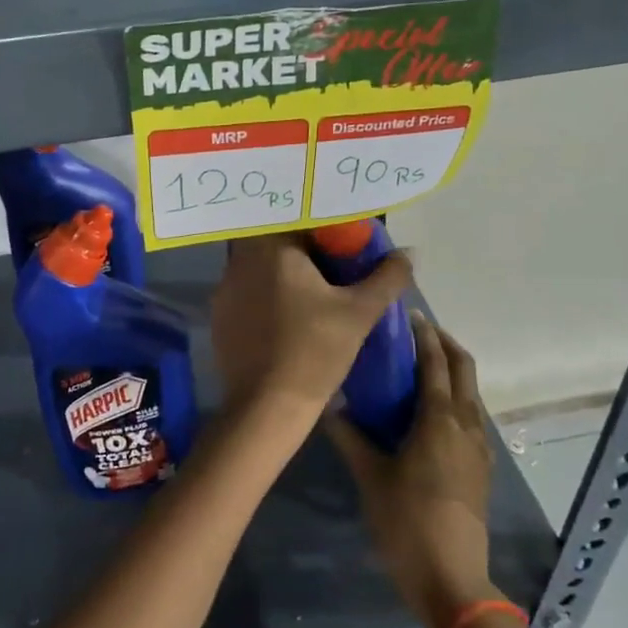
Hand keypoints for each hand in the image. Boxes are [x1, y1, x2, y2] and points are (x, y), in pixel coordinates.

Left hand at [211, 233, 412, 415]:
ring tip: (313, 298)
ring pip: (260, 268)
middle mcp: (240, 261)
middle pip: (277, 243)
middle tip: (335, 272)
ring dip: (283, 275)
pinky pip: (247, 294)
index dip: (324, 230)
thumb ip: (387, 277)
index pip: (298, 220)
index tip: (344, 248)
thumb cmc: (315, 351)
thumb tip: (408, 253)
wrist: (267, 407)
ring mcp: (225, 289)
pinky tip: (286, 321)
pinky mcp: (220, 317)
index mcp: (272, 249)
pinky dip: (266, 299)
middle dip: (305, 253)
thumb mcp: (360, 312)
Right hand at [326, 315, 498, 627]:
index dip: (424, 335)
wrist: (453, 581)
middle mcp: (465, 425)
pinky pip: (470, 417)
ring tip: (419, 366)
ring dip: (452, 370)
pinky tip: (430, 412)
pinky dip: (455, 398)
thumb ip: (350, 437)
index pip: (435, 362)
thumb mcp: (371, 478)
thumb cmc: (407, 523)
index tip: (408, 314)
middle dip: (445, 344)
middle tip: (417, 332)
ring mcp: (478, 448)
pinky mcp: (480, 468)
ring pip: (470, 393)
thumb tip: (329, 404)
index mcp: (439, 420)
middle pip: (464, 369)